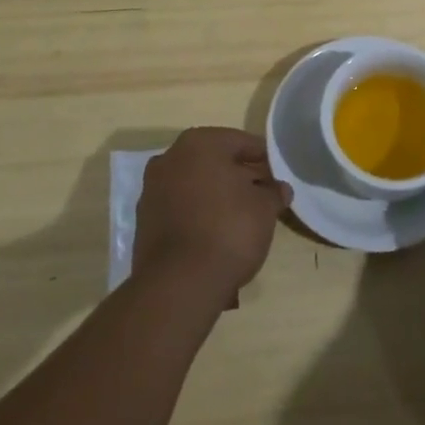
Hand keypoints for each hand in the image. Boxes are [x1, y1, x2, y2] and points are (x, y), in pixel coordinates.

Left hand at [132, 127, 292, 312]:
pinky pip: (181, 207)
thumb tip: (280, 189)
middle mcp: (170, 158)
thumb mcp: (264, 209)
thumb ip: (273, 193)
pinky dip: (198, 213)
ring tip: (242, 217)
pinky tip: (217, 233)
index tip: (277, 175)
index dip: (263, 158)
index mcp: (199, 143)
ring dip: (217, 194)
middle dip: (239, 176)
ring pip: (195, 184)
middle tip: (262, 195)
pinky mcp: (145, 221)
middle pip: (215, 161)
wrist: (179, 283)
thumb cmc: (228, 229)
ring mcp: (153, 189)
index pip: (241, 142)